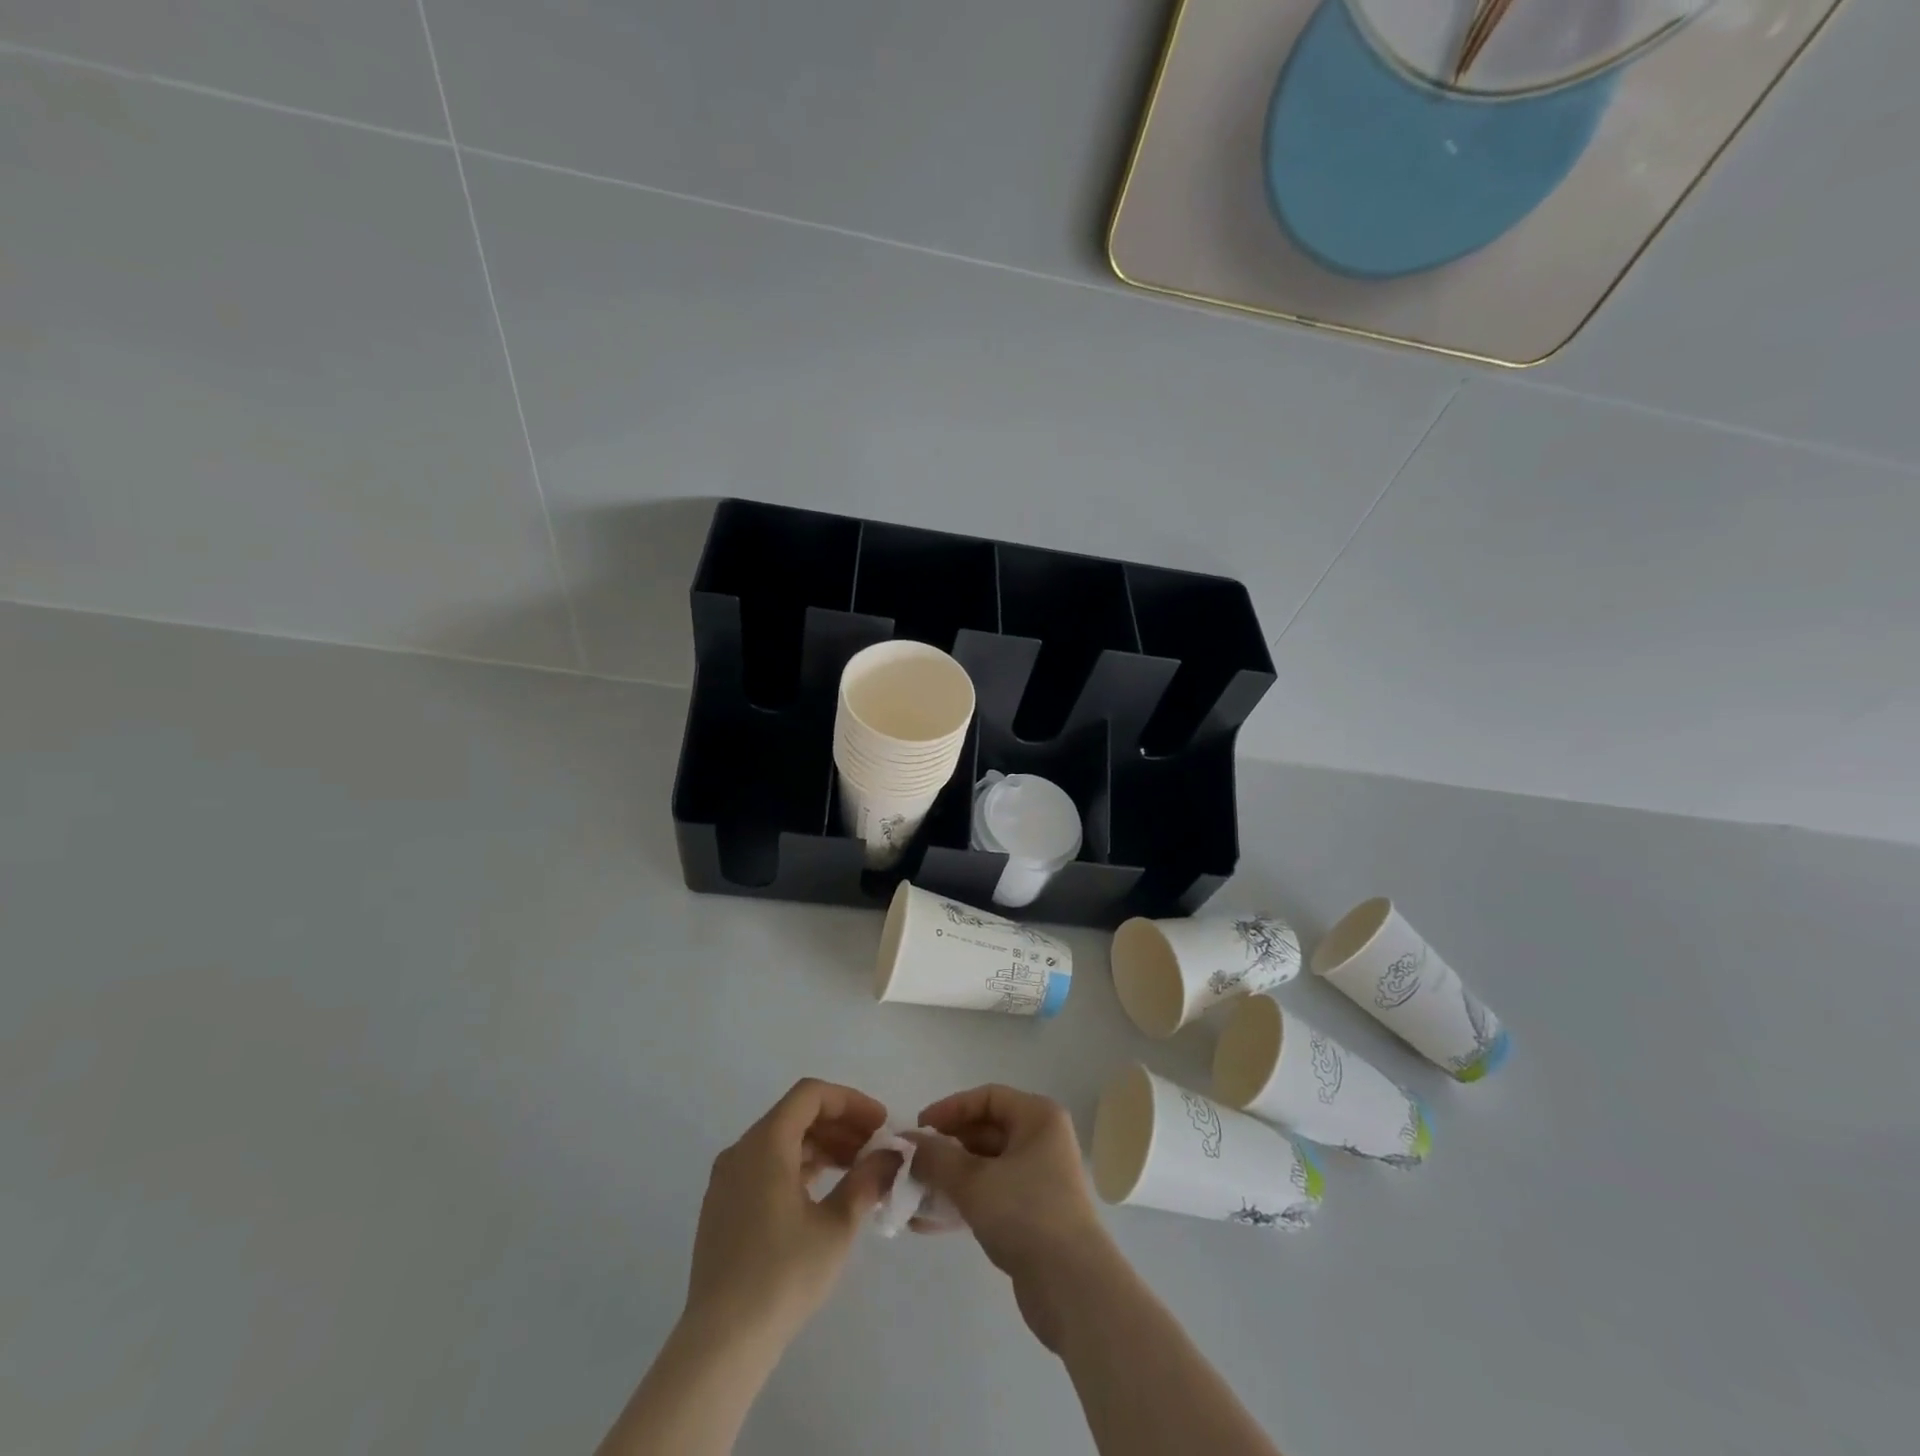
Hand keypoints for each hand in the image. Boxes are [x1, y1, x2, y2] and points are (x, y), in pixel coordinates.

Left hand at [683, 1078, 898, 1349]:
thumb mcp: (836, 1226)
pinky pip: (765, 1166)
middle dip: (839, 1125)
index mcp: (766, 1143)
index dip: (850, 1102)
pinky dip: (798, 1166)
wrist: (721, 1343)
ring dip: (821, 1146)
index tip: (880, 1124)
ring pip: (781, 1141)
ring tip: (856, 1169)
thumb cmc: (783, 1275)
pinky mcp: (722, 1207)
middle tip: (875, 1147)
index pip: (811, 1095)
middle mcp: (741, 1150)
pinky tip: (823, 1192)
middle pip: (796, 1115)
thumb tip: (890, 1157)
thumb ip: (866, 1181)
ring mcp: (726, 1179)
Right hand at [905, 1084, 1118, 1351]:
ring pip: (984, 1168)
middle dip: (945, 1148)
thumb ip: (936, 1158)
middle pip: (984, 1132)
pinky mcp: (1031, 1216)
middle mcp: (1041, 1141)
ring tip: (910, 1194)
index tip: (919, 1128)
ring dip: (948, 1179)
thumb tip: (908, 1144)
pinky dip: (961, 1204)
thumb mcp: (974, 1181)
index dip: (950, 1109)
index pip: (987, 1098)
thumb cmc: (1026, 1213)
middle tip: (910, 1163)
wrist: (1072, 1288)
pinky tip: (925, 1222)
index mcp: (1038, 1118)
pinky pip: (989, 1197)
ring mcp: (1038, 1180)